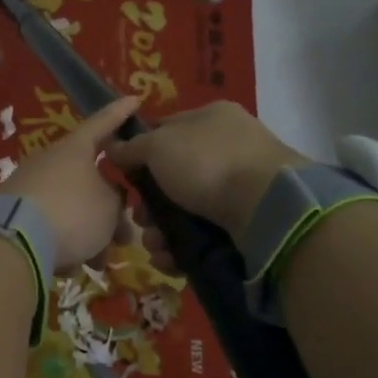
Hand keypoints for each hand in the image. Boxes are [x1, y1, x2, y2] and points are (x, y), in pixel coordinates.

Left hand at [0, 95, 142, 270]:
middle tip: (125, 236)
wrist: (12, 240)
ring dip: (90, 235)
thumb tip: (108, 200)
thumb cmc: (72, 213)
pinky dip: (63, 244)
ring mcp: (29, 187)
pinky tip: (68, 267)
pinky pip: (50, 226)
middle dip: (110, 211)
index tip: (134, 100)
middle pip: (89, 180)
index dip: (120, 114)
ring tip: (99, 262)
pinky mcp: (14, 214)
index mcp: (75, 149)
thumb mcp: (109, 208)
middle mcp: (50, 162)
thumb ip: (116, 200)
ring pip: (72, 208)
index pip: (103, 123)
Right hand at [107, 101, 311, 236]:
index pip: (166, 130)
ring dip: (162, 231)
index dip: (140, 152)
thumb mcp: (159, 146)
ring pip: (187, 210)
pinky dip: (184, 247)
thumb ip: (132, 147)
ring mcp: (241, 186)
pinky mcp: (247, 222)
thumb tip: (112, 147)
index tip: (123, 177)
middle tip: (139, 220)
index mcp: (212, 118)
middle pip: (174, 177)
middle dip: (150, 204)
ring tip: (155, 247)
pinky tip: (171, 259)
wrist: (266, 205)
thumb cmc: (207, 162)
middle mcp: (228, 147)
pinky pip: (205, 233)